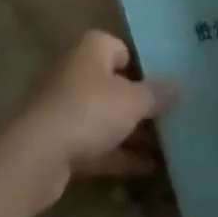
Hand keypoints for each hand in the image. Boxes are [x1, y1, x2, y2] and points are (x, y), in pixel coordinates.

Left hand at [6, 31, 178, 207]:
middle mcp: (78, 71)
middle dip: (141, 104)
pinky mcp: (60, 141)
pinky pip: (97, 144)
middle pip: (116, 85)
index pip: (124, 50)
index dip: (146, 67)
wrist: (37, 155)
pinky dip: (119, 154)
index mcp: (93, 48)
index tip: (168, 87)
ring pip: (107, 117)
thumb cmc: (90, 110)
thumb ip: (157, 94)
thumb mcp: (133, 101)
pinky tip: (148, 168)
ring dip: (132, 132)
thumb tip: (180, 86)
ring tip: (168, 147)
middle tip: (172, 118)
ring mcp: (66, 108)